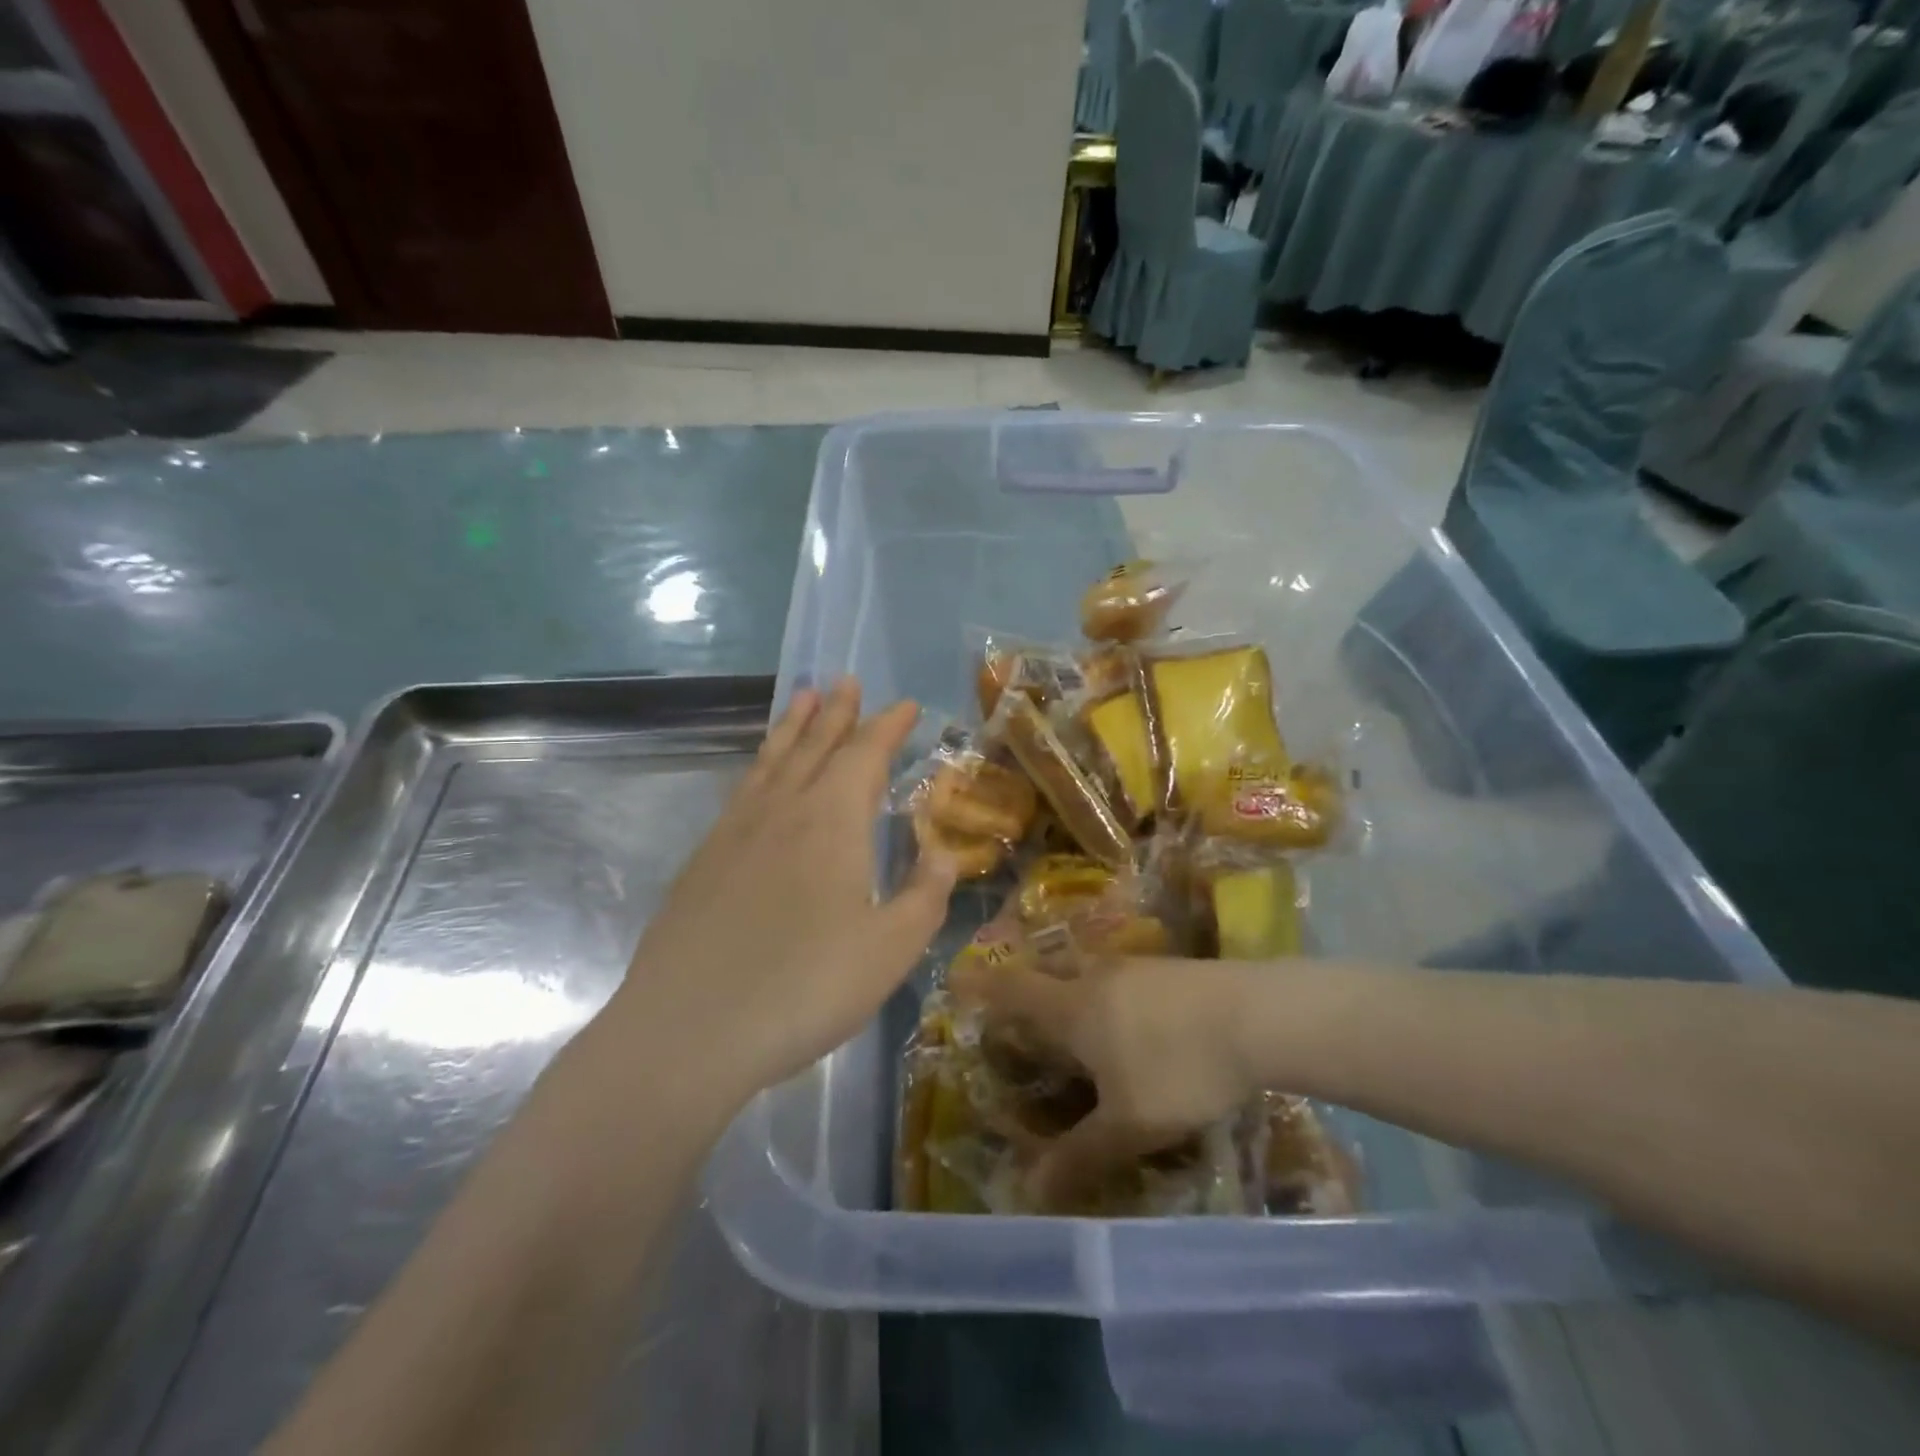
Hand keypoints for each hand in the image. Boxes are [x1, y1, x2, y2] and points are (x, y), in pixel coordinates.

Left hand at [607, 680, 955, 1110]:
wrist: (688, 1030)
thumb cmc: (805, 987)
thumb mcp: (891, 950)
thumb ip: (925, 896)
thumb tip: (945, 854)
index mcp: (832, 822)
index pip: (865, 755)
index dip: (888, 727)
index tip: (906, 705)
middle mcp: (783, 811)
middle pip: (815, 746)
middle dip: (837, 713)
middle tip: (847, 681)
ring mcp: (736, 832)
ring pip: (772, 762)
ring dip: (793, 727)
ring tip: (804, 697)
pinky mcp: (704, 860)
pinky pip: (742, 791)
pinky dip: (760, 767)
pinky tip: (761, 776)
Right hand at [948, 955, 1259, 1207]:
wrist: (1257, 1016)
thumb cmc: (1178, 1067)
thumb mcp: (1129, 1125)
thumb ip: (1079, 1157)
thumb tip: (1029, 1193)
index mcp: (1072, 1008)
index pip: (1012, 990)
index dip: (981, 986)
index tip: (955, 980)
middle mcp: (1095, 978)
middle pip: (1047, 977)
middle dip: (1028, 993)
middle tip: (1021, 1019)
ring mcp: (1134, 968)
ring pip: (1086, 977)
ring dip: (1073, 996)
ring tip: (1079, 1028)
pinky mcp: (1168, 969)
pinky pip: (1120, 980)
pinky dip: (1110, 999)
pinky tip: (1134, 1026)